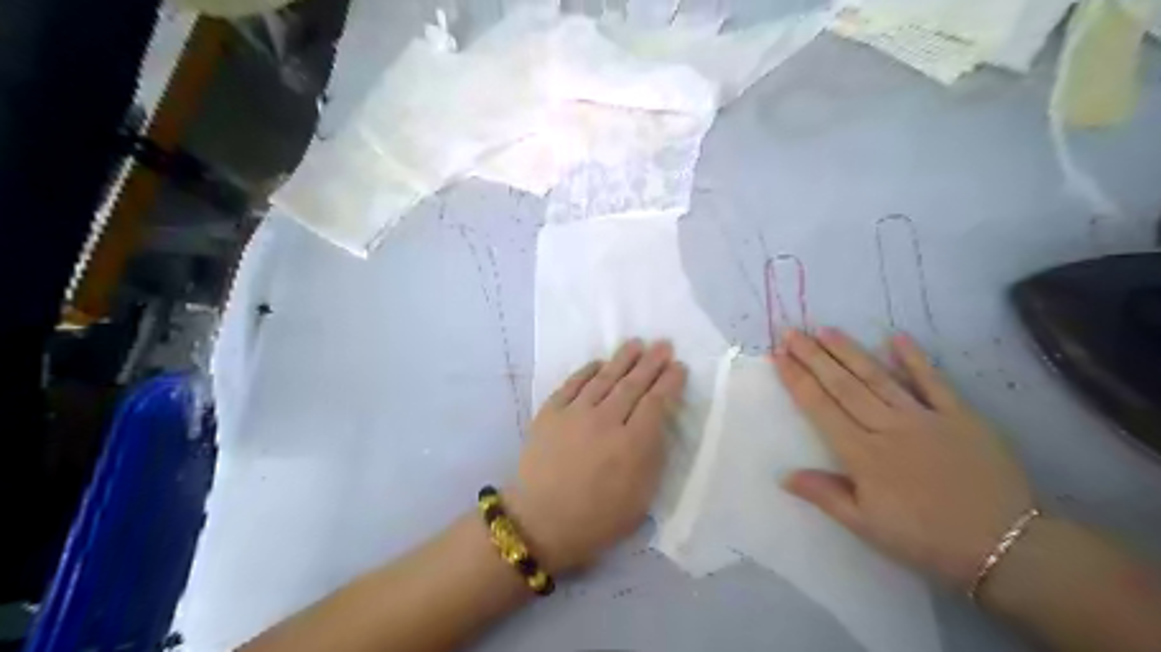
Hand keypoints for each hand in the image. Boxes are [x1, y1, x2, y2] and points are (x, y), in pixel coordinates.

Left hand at [507, 339, 682, 572]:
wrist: (540, 522)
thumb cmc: (597, 519)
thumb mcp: (641, 498)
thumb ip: (653, 456)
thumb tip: (656, 425)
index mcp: (633, 445)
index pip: (657, 402)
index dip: (670, 382)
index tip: (679, 367)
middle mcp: (606, 421)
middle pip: (633, 384)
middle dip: (652, 362)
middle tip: (663, 345)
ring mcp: (575, 413)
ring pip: (604, 378)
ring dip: (622, 359)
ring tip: (636, 343)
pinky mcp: (550, 412)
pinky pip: (572, 383)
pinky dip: (587, 370)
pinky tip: (598, 363)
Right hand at [773, 330, 1027, 588]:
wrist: (1007, 546)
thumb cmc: (926, 539)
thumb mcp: (868, 527)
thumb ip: (826, 495)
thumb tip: (784, 475)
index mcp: (863, 454)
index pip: (821, 409)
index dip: (797, 381)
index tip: (779, 356)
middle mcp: (888, 427)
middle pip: (844, 386)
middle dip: (814, 357)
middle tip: (792, 332)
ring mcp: (924, 417)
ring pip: (878, 378)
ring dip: (850, 352)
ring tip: (825, 330)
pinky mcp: (960, 416)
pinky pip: (934, 382)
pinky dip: (915, 359)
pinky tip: (896, 337)